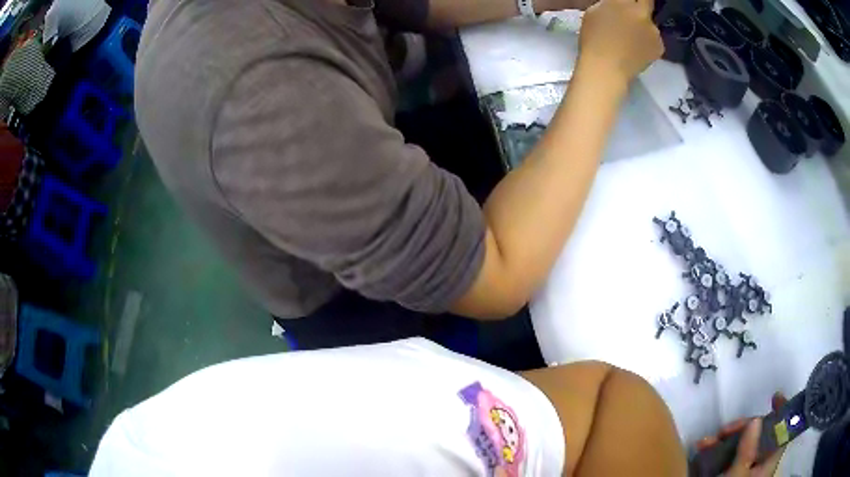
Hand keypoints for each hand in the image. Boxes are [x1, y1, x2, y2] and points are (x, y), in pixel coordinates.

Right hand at [578, 0, 662, 82]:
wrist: (607, 69)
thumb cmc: (594, 39)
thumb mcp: (594, 13)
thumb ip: (610, 5)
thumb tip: (618, 4)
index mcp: (622, 1)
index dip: (631, 0)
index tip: (628, 3)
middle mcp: (641, 12)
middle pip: (647, 2)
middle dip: (641, 4)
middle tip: (632, 14)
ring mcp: (654, 30)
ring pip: (650, 23)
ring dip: (644, 26)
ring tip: (632, 38)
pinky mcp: (660, 46)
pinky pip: (654, 40)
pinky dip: (648, 43)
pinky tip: (637, 49)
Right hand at [697, 393, 787, 476]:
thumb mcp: (738, 473)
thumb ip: (747, 450)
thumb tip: (755, 420)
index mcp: (768, 463)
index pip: (782, 432)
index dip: (781, 413)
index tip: (774, 396)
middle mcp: (760, 464)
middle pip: (759, 436)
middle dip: (741, 428)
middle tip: (724, 430)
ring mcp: (746, 469)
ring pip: (741, 446)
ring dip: (724, 439)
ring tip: (705, 442)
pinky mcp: (732, 473)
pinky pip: (728, 457)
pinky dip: (717, 451)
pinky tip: (704, 449)